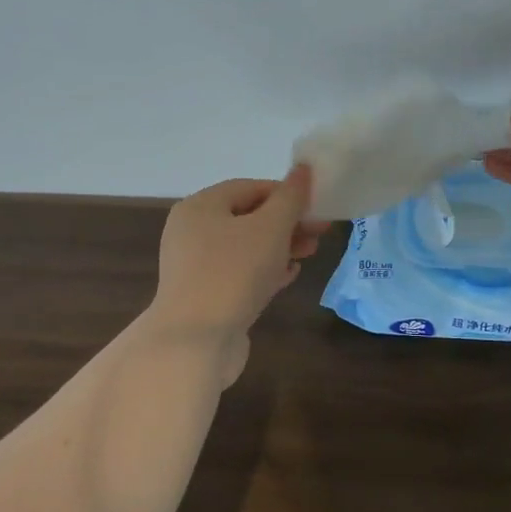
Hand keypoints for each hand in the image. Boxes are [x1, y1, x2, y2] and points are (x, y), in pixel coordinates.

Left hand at [152, 166, 326, 348]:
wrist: (195, 342)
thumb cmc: (234, 272)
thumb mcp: (270, 228)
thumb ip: (290, 197)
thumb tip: (303, 169)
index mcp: (200, 206)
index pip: (250, 187)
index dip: (286, 194)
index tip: (316, 208)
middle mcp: (191, 231)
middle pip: (247, 217)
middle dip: (286, 223)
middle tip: (318, 233)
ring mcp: (195, 266)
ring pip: (245, 247)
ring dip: (279, 247)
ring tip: (308, 254)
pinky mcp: (204, 295)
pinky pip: (238, 273)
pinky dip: (264, 271)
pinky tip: (287, 276)